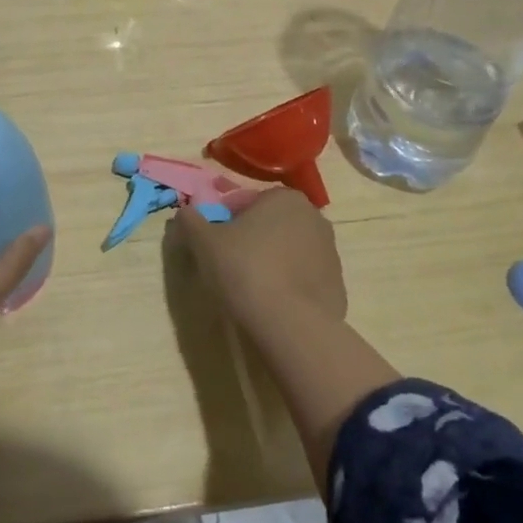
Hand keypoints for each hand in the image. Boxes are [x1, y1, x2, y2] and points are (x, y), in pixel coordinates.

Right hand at [171, 188, 346, 346]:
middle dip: (252, 239)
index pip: (247, 202)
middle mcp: (314, 217)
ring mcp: (331, 253)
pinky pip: (304, 279)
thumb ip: (191, 221)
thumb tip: (184, 212)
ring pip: (290, 251)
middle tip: (229, 264)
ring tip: (250, 288)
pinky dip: (289, 285)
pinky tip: (272, 304)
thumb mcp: (204, 242)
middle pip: (271, 224)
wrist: (291, 324)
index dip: (225, 220)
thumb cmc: (245, 269)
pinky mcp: (338, 285)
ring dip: (272, 261)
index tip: (213, 243)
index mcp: (285, 198)